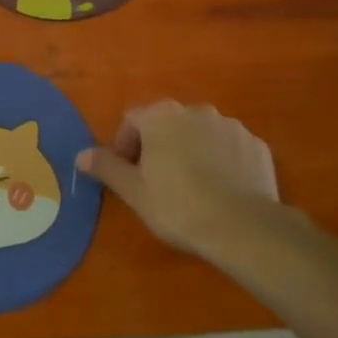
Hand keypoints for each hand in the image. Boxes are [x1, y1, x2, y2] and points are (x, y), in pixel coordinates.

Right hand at [78, 101, 294, 261]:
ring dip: (191, 152)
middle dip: (159, 147)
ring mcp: (231, 126)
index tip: (127, 175)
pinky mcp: (257, 145)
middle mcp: (196, 110)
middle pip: (167, 124)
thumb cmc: (177, 205)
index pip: (132, 120)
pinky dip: (221, 162)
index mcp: (162, 116)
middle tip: (157, 182)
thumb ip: (106, 167)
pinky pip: (229, 149)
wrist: (243, 227)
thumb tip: (80, 155)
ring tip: (192, 188)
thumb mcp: (133, 191)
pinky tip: (221, 190)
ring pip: (201, 135)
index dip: (124, 146)